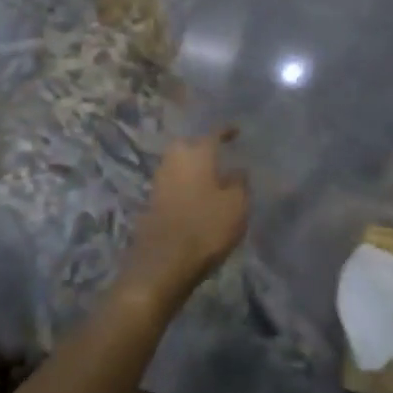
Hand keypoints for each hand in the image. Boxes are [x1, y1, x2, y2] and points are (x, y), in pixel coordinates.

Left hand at [117, 128, 249, 312]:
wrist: (163, 261)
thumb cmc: (206, 226)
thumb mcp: (236, 205)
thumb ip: (240, 183)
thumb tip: (237, 170)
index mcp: (197, 152)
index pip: (214, 134)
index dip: (226, 131)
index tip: (236, 131)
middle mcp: (175, 159)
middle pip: (189, 145)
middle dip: (202, 147)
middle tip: (219, 154)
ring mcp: (160, 180)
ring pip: (178, 164)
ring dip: (192, 167)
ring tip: (210, 176)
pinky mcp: (152, 201)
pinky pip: (173, 183)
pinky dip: (184, 184)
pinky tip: (196, 195)